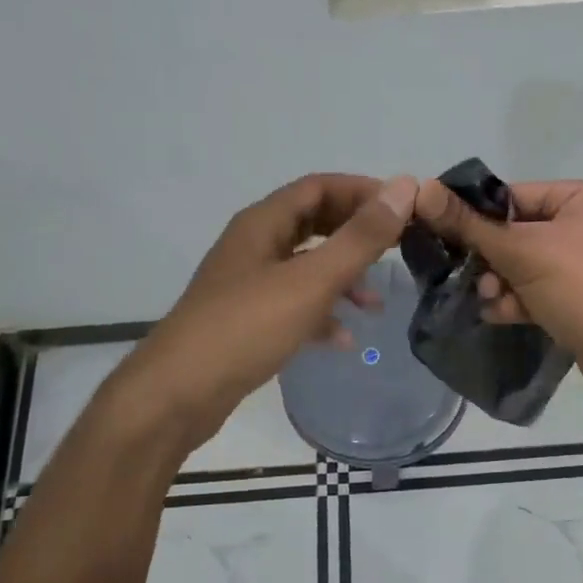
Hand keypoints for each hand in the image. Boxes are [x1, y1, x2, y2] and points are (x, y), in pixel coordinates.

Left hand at [115, 174, 417, 455]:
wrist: (178, 394)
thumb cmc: (246, 327)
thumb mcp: (311, 280)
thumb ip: (360, 237)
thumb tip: (404, 187)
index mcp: (263, 223)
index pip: (319, 187)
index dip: (362, 191)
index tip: (403, 209)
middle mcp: (254, 245)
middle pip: (313, 223)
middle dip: (355, 234)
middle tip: (398, 248)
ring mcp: (248, 284)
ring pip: (305, 267)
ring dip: (343, 278)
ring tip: (376, 304)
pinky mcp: (247, 320)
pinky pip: (293, 305)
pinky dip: (321, 314)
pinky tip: (344, 339)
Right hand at [411, 178, 582, 407]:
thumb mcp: (523, 252)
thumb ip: (470, 225)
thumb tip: (422, 189)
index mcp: (577, 198)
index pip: (509, 196)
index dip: (473, 217)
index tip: (438, 235)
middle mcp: (580, 225)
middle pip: (511, 233)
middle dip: (488, 258)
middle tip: (471, 277)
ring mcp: (579, 265)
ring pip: (519, 266)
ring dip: (499, 283)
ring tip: (492, 300)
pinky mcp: (575, 299)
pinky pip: (533, 291)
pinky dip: (515, 302)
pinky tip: (501, 316)